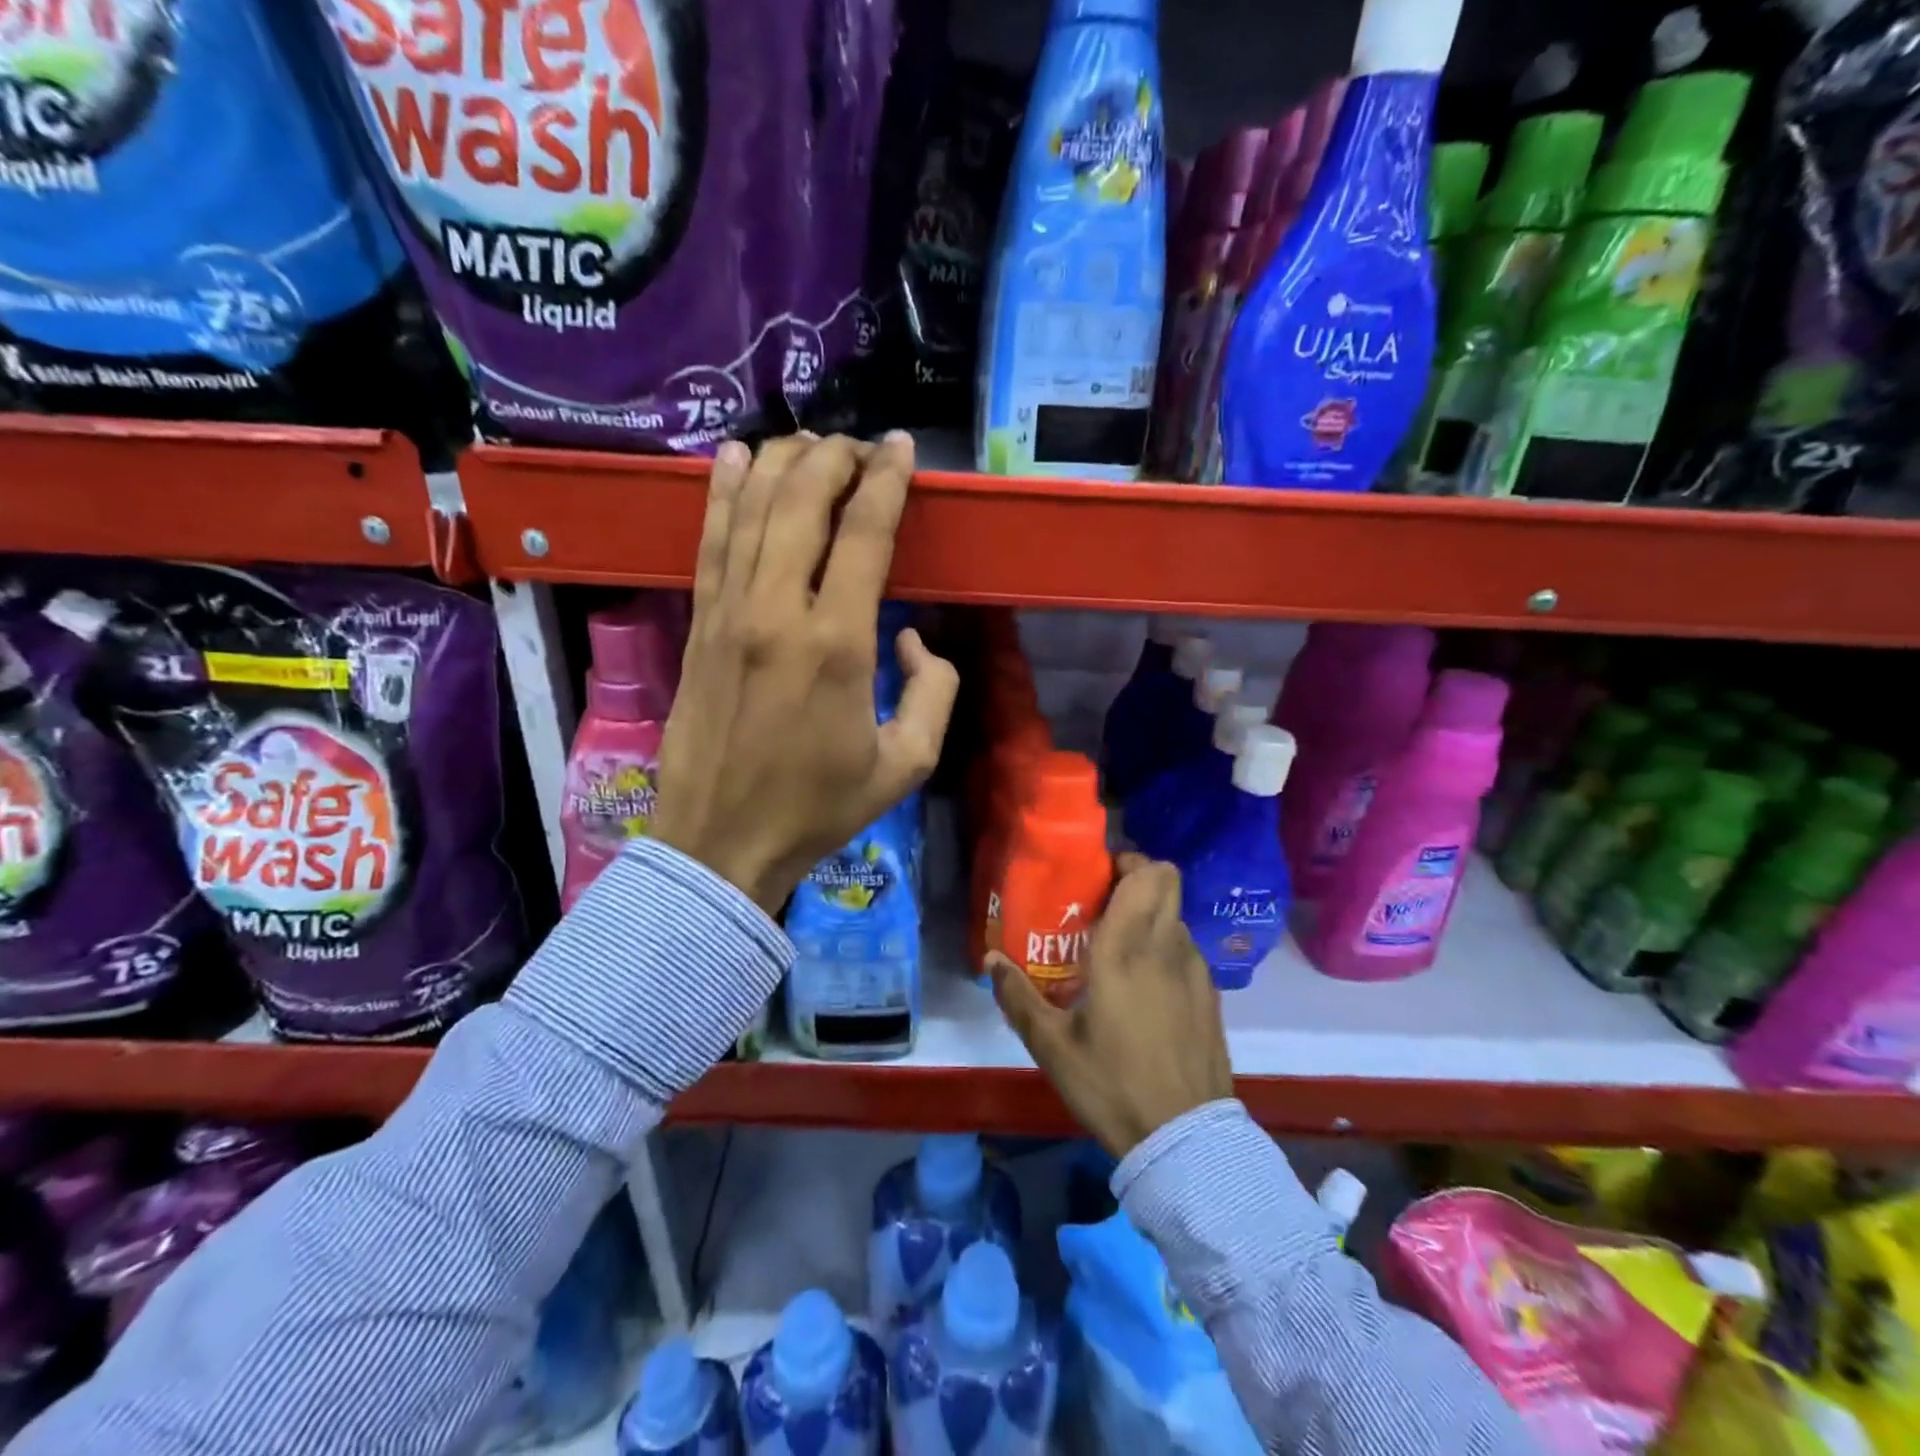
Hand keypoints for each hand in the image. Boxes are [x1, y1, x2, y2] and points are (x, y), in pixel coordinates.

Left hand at [651, 432, 958, 915]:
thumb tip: (913, 638)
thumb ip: (934, 692)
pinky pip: (711, 542)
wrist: (722, 841)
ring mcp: (728, 613)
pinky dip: (723, 493)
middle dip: (835, 458)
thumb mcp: (907, 764)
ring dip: (782, 463)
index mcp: (837, 644)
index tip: (903, 448)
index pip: (864, 533)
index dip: (888, 480)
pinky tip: (733, 457)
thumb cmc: (819, 807)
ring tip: (809, 441)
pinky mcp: (698, 625)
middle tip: (861, 446)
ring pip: (752, 510)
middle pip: (803, 502)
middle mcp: (778, 611)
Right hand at [988, 855, 1233, 1158]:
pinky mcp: (1210, 996)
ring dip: (1150, 917)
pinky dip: (1165, 949)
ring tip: (1117, 949)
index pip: (1147, 874)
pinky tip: (1144, 987)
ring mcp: (1196, 971)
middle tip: (1102, 904)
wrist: (1184, 1141)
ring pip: (1175, 917)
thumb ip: (1018, 998)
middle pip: (1167, 882)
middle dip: (1137, 879)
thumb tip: (990, 960)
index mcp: (1127, 949)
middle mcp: (1167, 947)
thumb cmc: (1112, 1085)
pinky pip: (1186, 950)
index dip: (1125, 860)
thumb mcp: (1052, 1046)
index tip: (1096, 876)